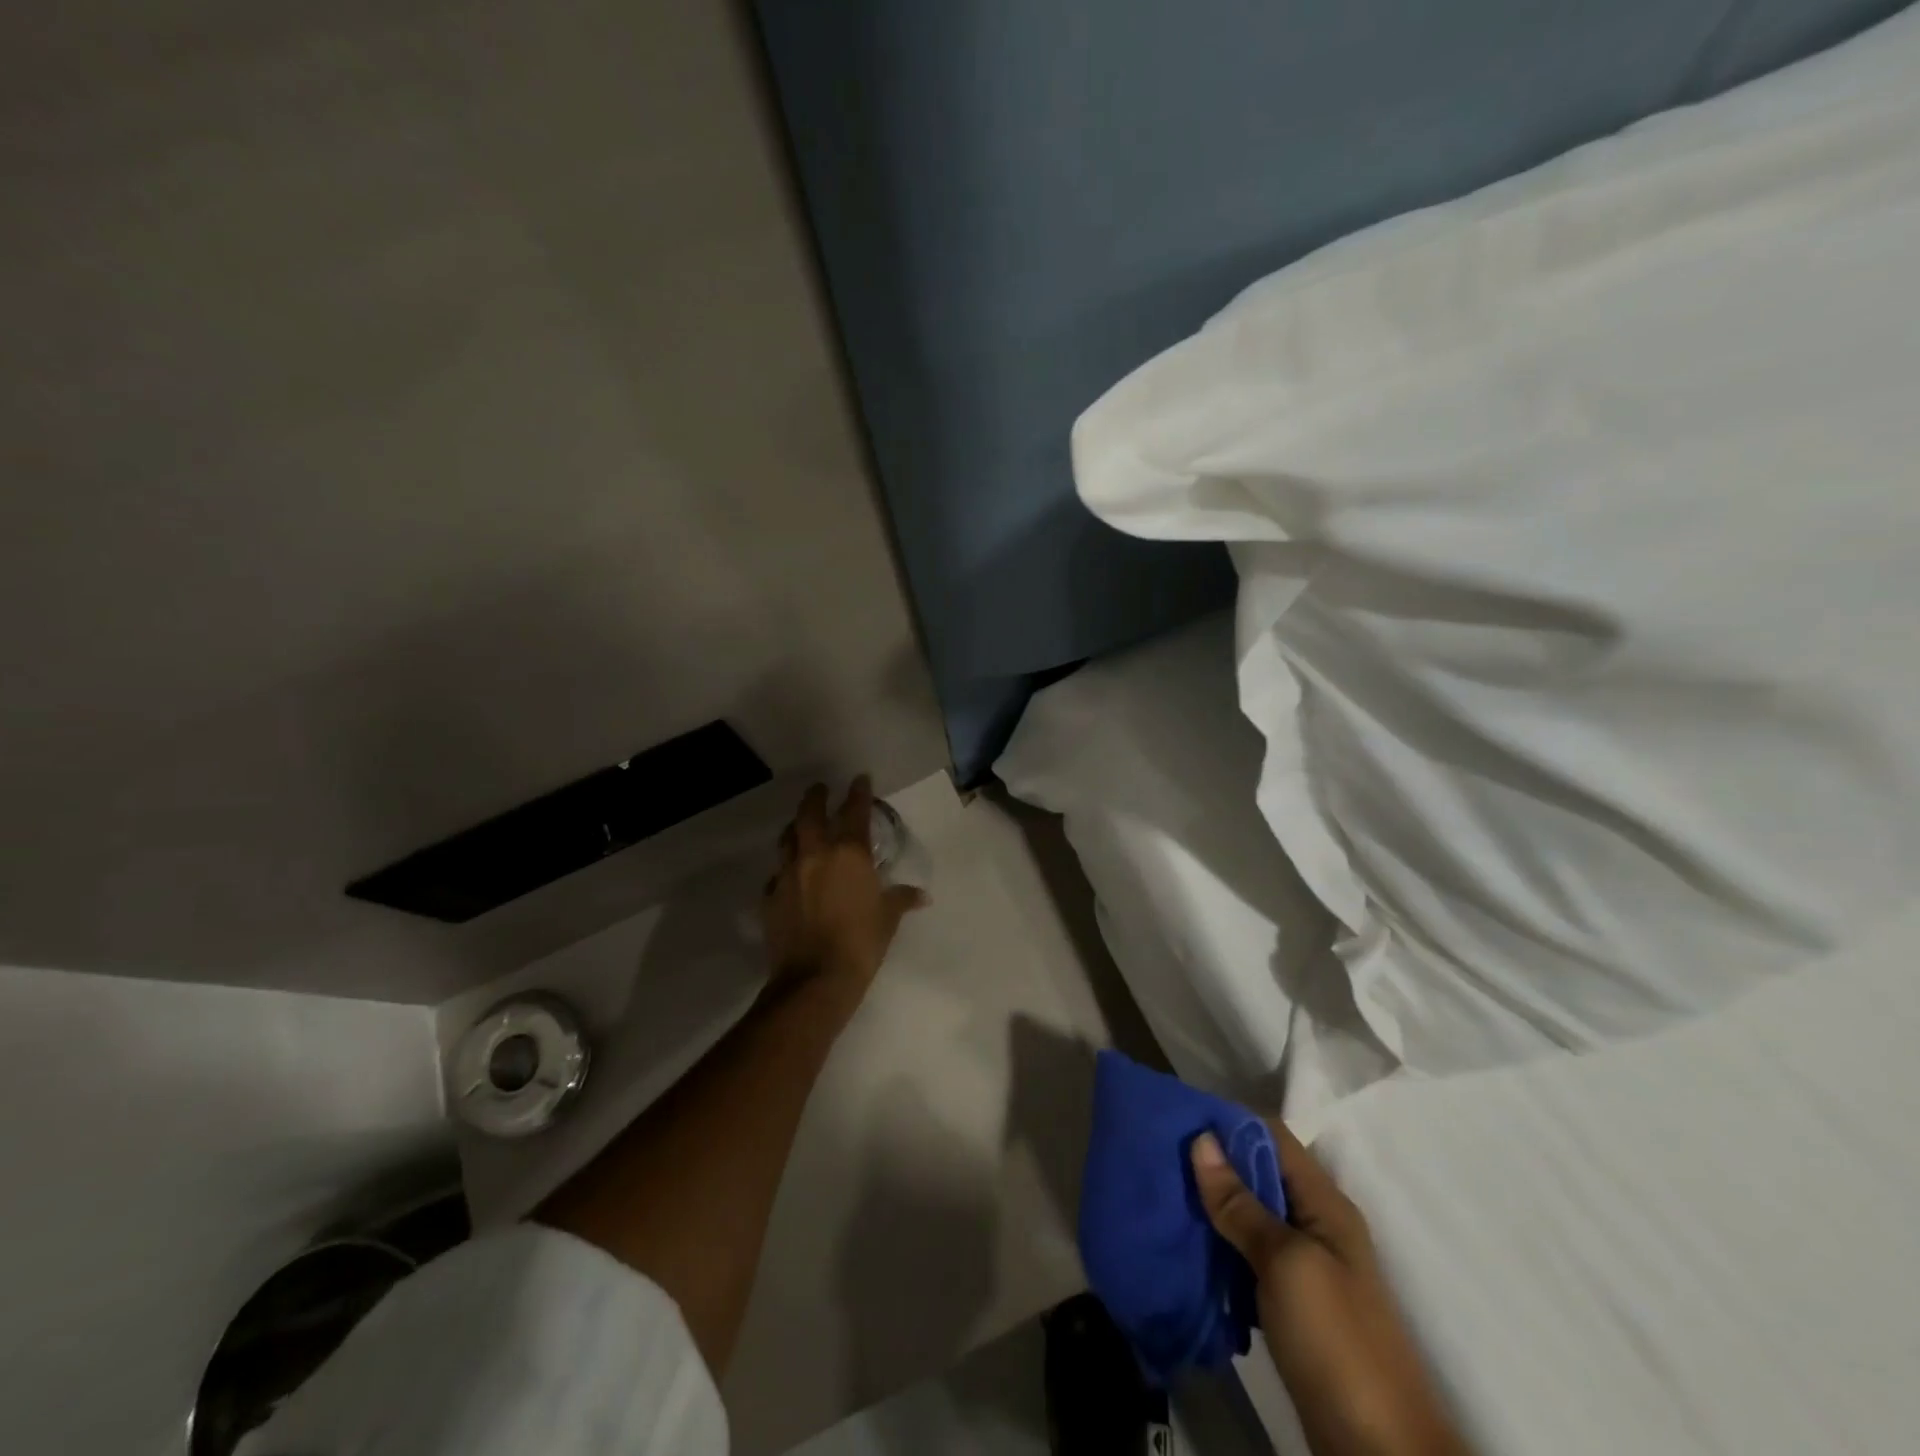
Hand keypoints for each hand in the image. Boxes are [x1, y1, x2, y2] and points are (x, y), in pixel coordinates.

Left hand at [763, 777, 927, 998]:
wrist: (814, 979)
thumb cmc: (861, 943)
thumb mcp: (888, 919)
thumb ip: (901, 899)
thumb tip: (921, 895)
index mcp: (848, 854)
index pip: (855, 811)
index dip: (858, 792)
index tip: (860, 779)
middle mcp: (814, 855)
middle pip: (809, 814)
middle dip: (816, 797)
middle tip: (820, 789)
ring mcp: (787, 874)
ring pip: (786, 839)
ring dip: (794, 828)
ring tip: (800, 826)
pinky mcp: (770, 897)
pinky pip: (775, 875)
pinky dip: (784, 870)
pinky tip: (789, 877)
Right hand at [1191, 1123, 1469, 1455]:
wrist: (1381, 1455)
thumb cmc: (1336, 1342)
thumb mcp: (1285, 1264)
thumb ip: (1241, 1204)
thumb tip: (1201, 1139)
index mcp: (1324, 1204)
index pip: (1272, 1137)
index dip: (1228, 1124)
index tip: (1178, 1120)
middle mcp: (1316, 1225)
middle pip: (1258, 1174)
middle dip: (1213, 1165)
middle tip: (1161, 1160)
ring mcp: (1305, 1267)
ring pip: (1249, 1216)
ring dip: (1212, 1208)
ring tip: (1165, 1196)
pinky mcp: (1291, 1305)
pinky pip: (1247, 1257)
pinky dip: (1219, 1248)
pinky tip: (1187, 1247)